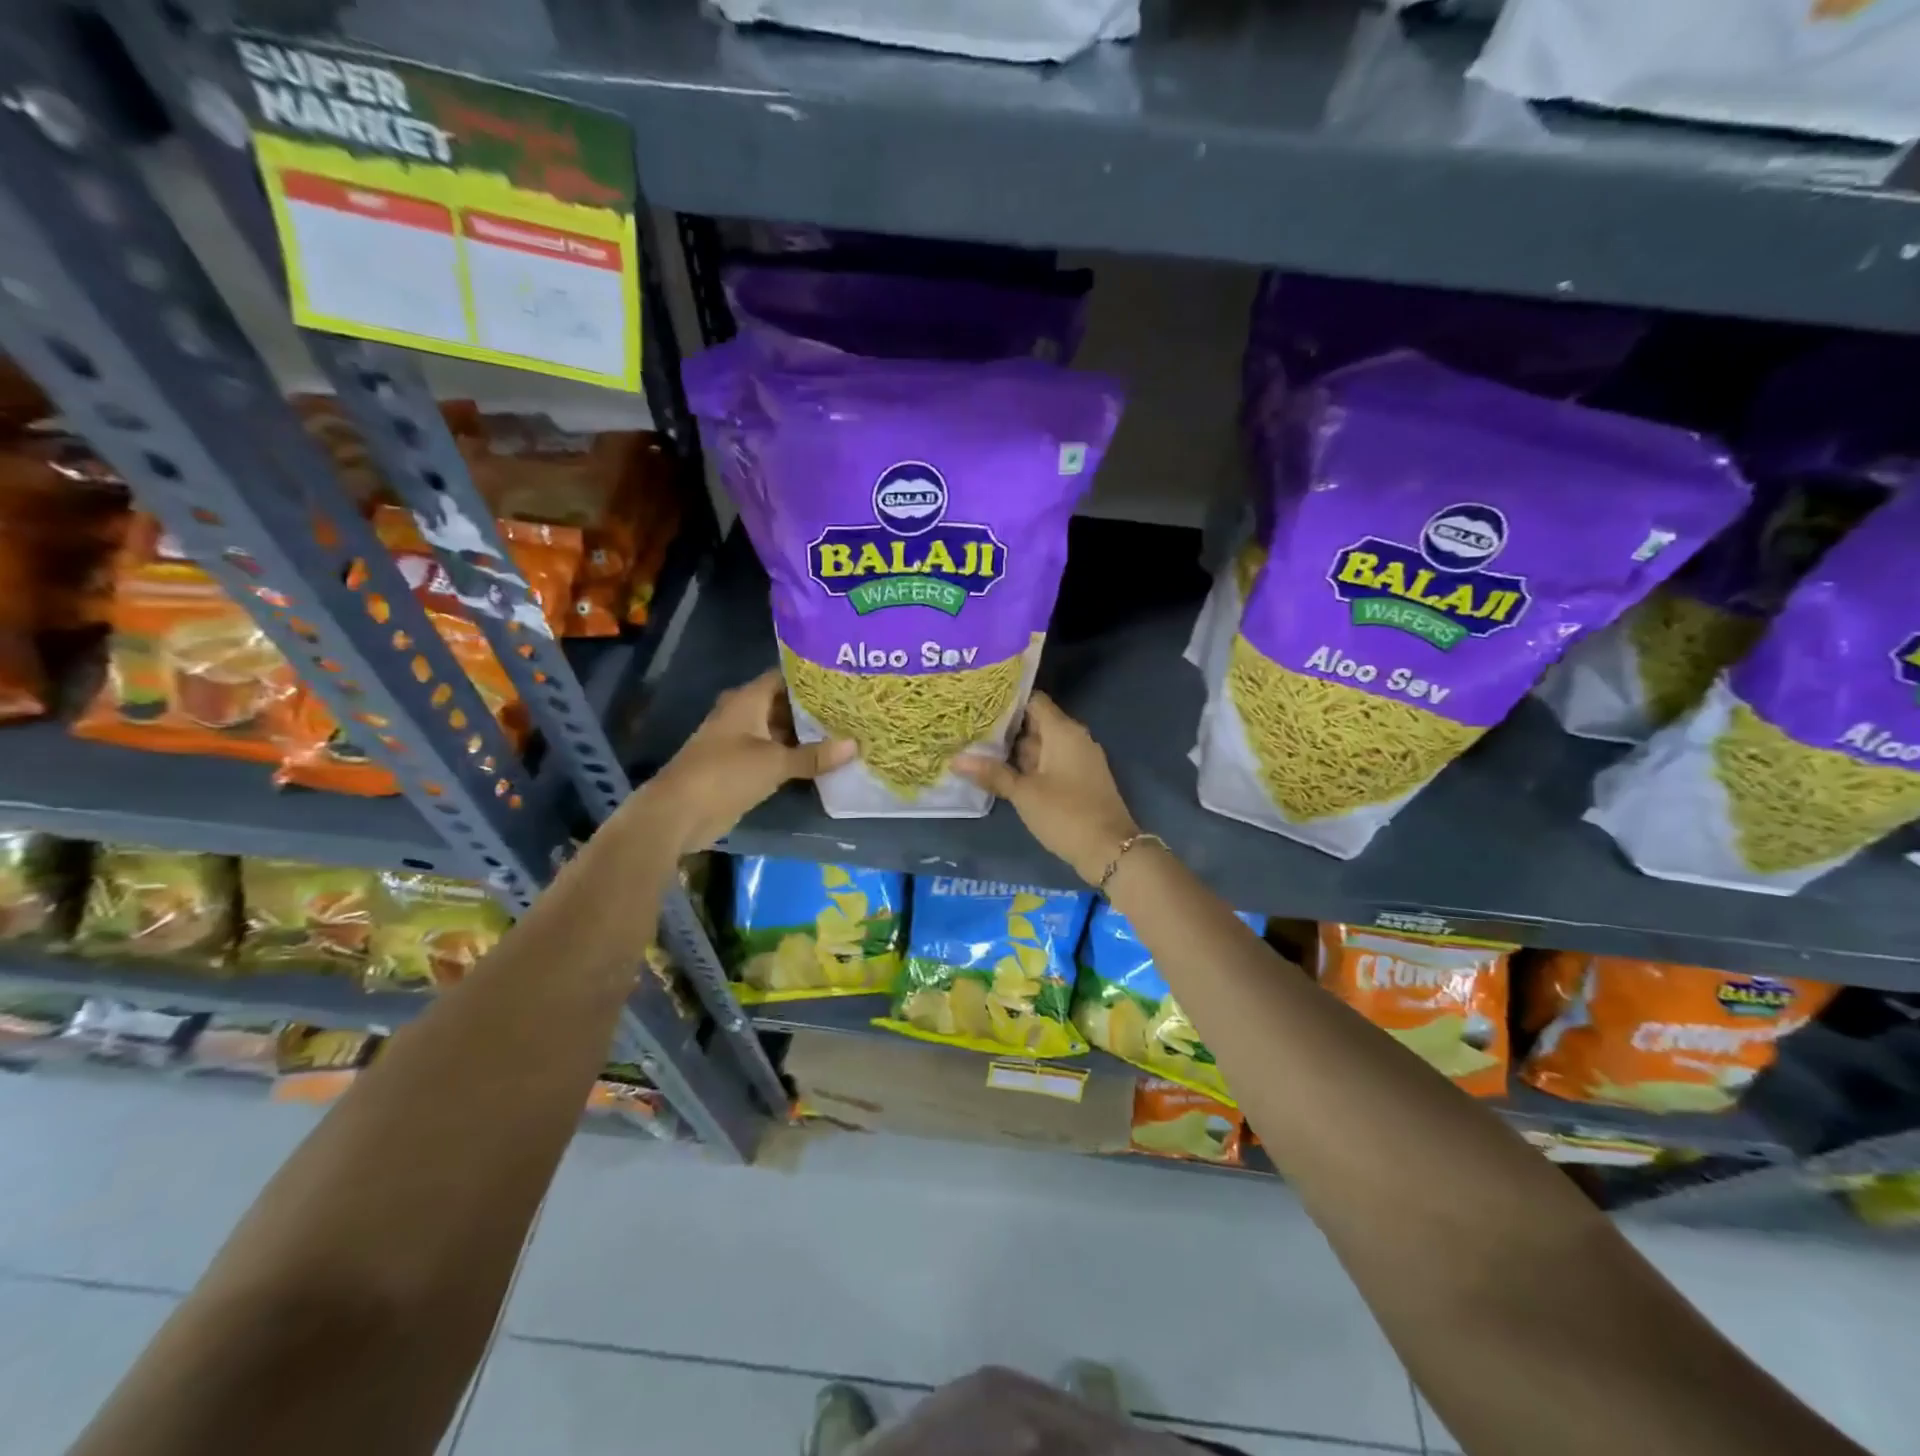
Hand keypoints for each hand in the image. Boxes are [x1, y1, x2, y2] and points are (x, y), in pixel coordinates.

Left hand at [641, 670, 853, 852]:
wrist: (679, 813)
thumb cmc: (725, 774)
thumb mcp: (775, 763)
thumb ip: (814, 755)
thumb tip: (855, 745)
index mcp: (748, 700)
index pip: (785, 677)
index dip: (812, 678)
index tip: (844, 680)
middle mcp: (745, 714)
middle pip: (785, 704)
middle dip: (815, 708)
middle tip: (853, 708)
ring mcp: (742, 741)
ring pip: (782, 731)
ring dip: (808, 735)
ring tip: (848, 731)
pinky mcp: (743, 767)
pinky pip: (776, 754)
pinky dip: (796, 756)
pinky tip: (824, 759)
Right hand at [952, 692, 1139, 885]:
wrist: (1110, 850)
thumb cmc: (1065, 814)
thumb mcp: (1024, 794)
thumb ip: (992, 773)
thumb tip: (956, 759)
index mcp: (1063, 731)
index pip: (1033, 701)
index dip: (1007, 701)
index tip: (979, 706)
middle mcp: (1074, 738)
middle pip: (1036, 723)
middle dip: (1005, 728)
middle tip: (969, 730)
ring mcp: (1079, 759)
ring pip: (1042, 745)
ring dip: (1015, 750)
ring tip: (977, 749)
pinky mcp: (1080, 779)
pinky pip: (1051, 763)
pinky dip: (1030, 766)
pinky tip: (1003, 774)